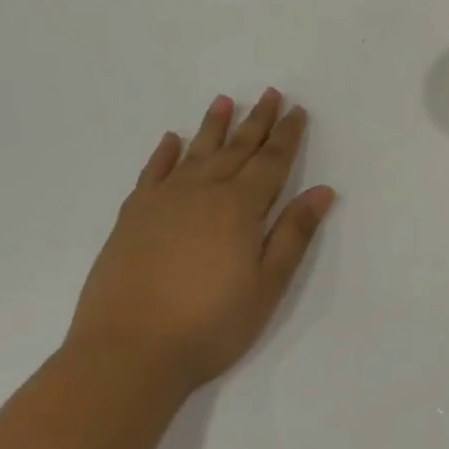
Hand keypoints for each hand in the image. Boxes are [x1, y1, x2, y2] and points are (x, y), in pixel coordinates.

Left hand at [67, 89, 334, 392]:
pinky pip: (152, 173)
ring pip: (197, 151)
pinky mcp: (132, 217)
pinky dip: (164, 153)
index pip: (272, 161)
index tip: (297, 110)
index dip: (288, 135)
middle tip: (271, 93)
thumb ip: (294, 234)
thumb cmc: (208, 325)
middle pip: (238, 147)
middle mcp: (204, 191)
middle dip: (258, 120)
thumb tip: (323, 190)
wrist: (126, 355)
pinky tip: (172, 139)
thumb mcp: (267, 286)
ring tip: (224, 101)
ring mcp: (164, 201)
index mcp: (241, 206)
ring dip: (214, 125)